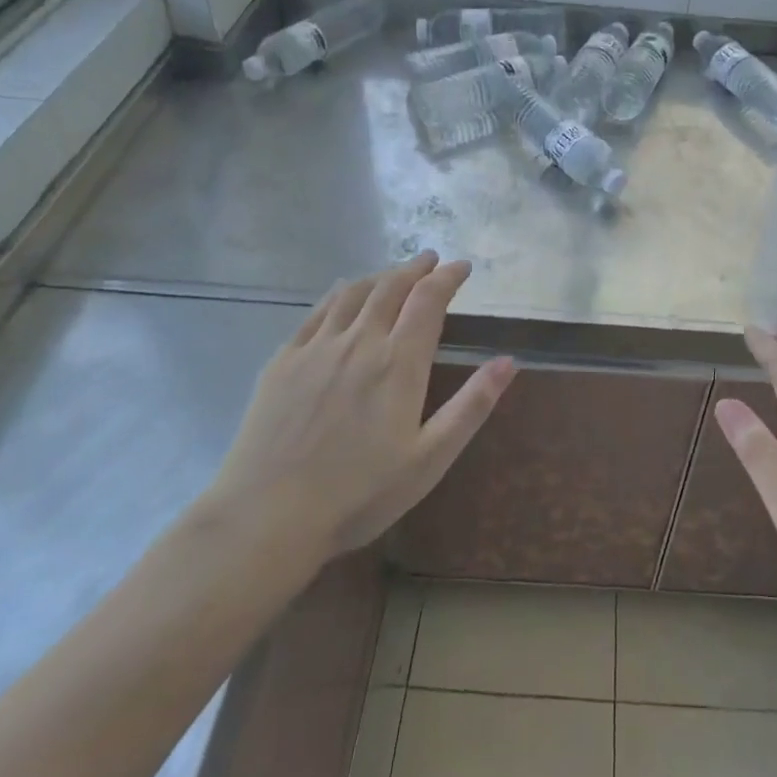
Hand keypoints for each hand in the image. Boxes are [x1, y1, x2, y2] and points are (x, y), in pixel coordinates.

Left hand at [200, 252, 514, 568]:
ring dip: (379, 276)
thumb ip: (472, 405)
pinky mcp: (284, 361)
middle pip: (391, 288)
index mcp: (399, 363)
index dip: (448, 277)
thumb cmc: (360, 494)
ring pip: (353, 293)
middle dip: (415, 268)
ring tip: (393, 273)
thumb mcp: (431, 458)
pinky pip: (317, 312)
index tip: (462, 267)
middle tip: (430, 260)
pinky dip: (339, 293)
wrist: (268, 516)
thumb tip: (508, 361)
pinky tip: (342, 293)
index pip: (429, 300)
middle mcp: (360, 342)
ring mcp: (317, 348)